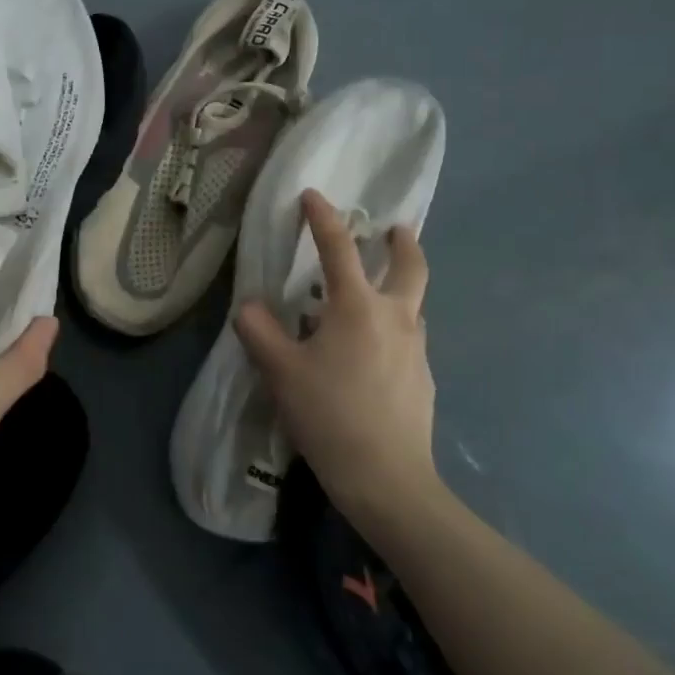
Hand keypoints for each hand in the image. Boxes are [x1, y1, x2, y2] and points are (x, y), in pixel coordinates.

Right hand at [235, 190, 440, 526]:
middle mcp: (395, 317)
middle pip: (410, 266)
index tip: (312, 195)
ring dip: (399, 289)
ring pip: (412, 305)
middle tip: (394, 230)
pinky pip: (409, 340)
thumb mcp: (281, 372)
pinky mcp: (424, 379)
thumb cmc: (330, 415)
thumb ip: (260, 332)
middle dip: (402, 243)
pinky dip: (394, 330)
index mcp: (358, 307)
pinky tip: (373, 357)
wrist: (388, 479)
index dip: (322, 218)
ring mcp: (416, 349)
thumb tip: (250, 307)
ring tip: (373, 301)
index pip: (338, 248)